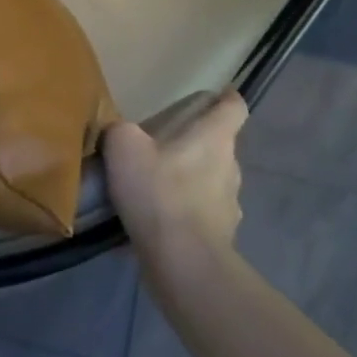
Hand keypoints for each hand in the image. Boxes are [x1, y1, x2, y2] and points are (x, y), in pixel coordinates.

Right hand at [102, 91, 248, 268]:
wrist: (182, 262)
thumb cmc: (159, 192)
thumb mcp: (124, 147)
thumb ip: (121, 131)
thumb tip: (121, 133)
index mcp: (215, 138)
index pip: (235, 107)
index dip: (227, 99)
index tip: (218, 95)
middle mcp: (230, 167)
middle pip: (219, 147)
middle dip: (196, 145)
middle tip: (164, 148)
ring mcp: (230, 206)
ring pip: (210, 184)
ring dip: (189, 184)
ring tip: (155, 190)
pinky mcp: (221, 239)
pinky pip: (200, 219)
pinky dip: (182, 218)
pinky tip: (155, 226)